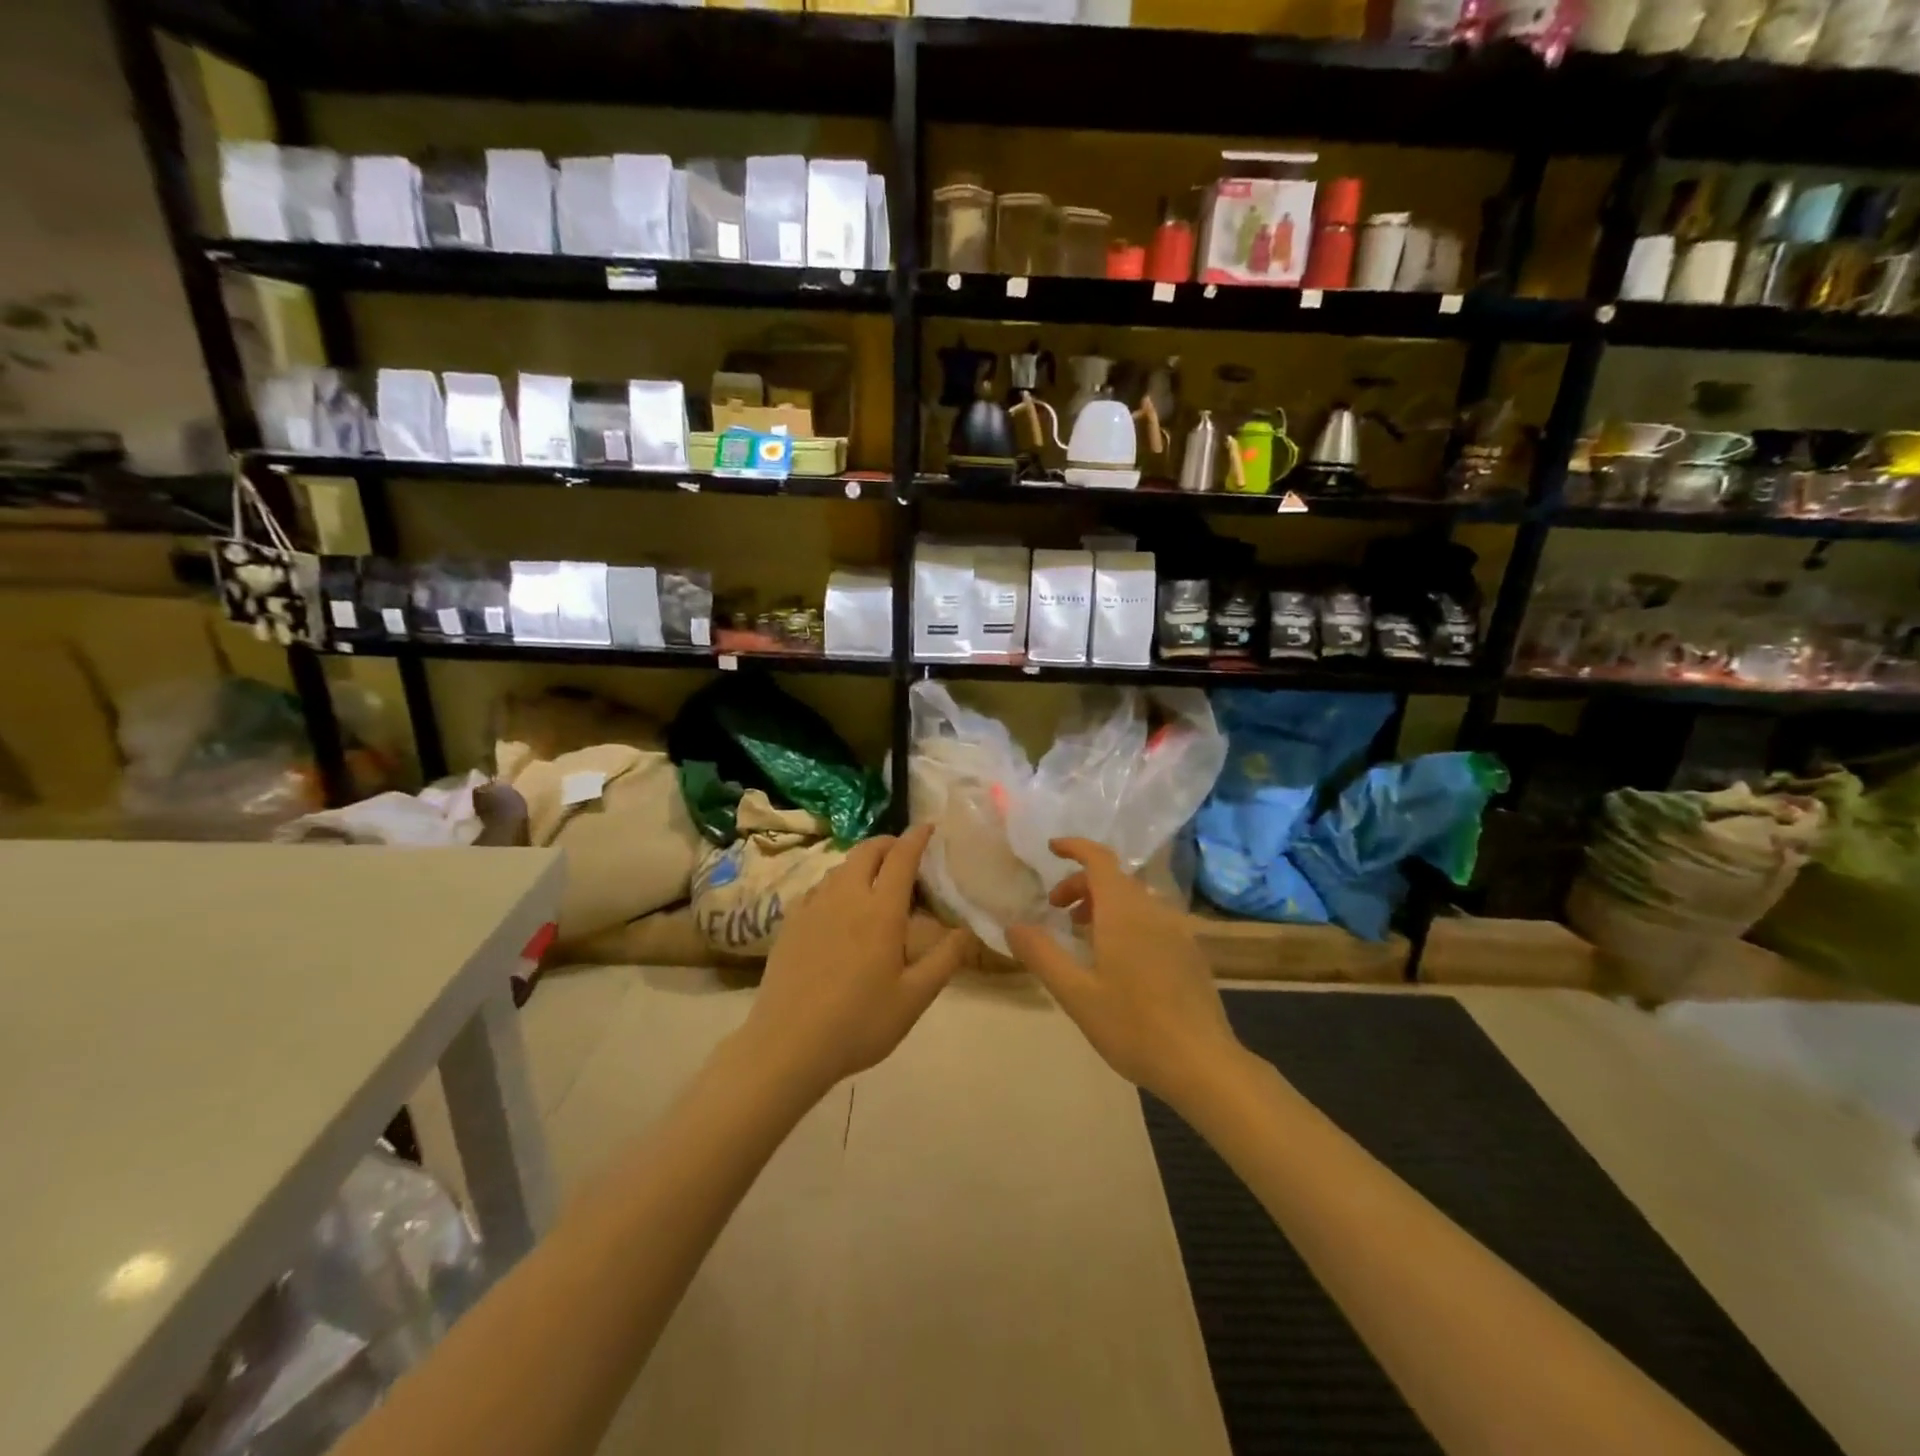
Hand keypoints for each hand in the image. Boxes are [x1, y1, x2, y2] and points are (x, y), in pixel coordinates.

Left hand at [741, 824, 970, 1099]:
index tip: (928, 826)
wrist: (787, 1045)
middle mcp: (846, 897)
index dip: (916, 838)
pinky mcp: (790, 922)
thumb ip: (945, 960)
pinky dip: (836, 883)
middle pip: (867, 851)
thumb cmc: (859, 1023)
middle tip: (903, 853)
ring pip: (840, 867)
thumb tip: (968, 930)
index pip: (901, 858)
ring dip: (861, 862)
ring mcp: (813, 907)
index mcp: (880, 911)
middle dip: (888, 843)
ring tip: (874, 879)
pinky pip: (818, 887)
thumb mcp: (914, 998)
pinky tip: (838, 905)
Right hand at [1005, 838, 1241, 1105]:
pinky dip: (1127, 920)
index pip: (1100, 859)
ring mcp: (1178, 931)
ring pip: (1135, 899)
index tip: (1051, 849)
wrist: (1203, 1064)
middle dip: (1082, 885)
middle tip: (1057, 911)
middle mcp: (1154, 911)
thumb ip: (1042, 955)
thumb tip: (1013, 925)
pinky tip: (1118, 960)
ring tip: (1084, 935)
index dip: (1075, 847)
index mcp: (1125, 912)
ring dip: (1104, 904)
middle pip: (1115, 879)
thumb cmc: (1133, 1026)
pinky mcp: (1191, 953)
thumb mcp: (1076, 994)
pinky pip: (1152, 919)